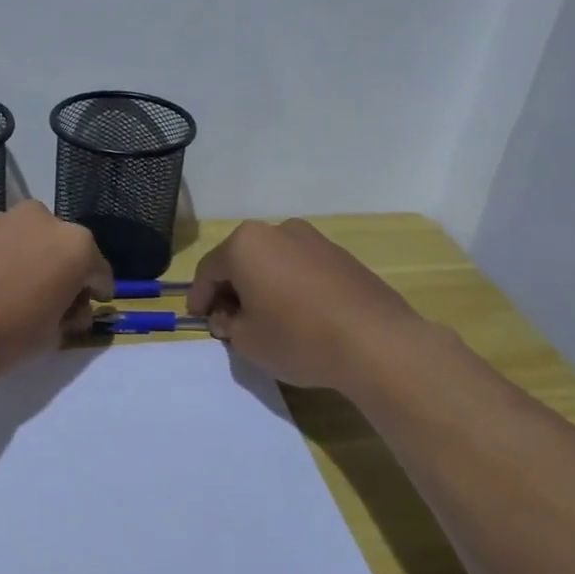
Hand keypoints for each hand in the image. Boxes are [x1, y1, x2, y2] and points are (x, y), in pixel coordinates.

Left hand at [0, 202, 113, 379]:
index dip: (97, 292)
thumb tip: (67, 309)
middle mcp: (44, 220)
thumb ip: (68, 315)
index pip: (99, 271)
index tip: (91, 307)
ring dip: (30, 261)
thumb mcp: (51, 336)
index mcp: (76, 246)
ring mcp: (3, 218)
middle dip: (63, 272)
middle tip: (51, 302)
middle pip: (63, 249)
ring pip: (29, 241)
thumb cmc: (7, 334)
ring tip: (14, 293)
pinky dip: (0, 259)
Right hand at [187, 219, 438, 391]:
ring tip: (264, 319)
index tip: (199, 319)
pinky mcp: (342, 256)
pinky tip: (297, 315)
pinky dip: (289, 287)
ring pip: (273, 263)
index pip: (209, 270)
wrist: (376, 343)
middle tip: (228, 321)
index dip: (199, 297)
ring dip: (261, 286)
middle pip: (242, 260)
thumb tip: (230, 315)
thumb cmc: (297, 338)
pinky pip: (301, 269)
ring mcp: (315, 240)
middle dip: (230, 290)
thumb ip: (227, 323)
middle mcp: (279, 230)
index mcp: (247, 244)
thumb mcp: (246, 341)